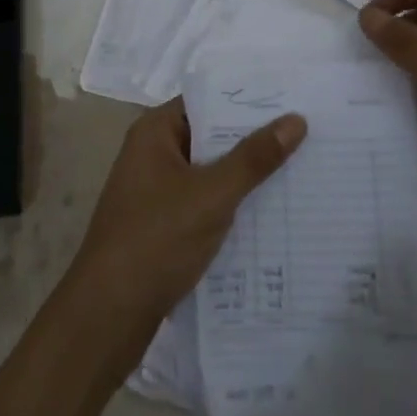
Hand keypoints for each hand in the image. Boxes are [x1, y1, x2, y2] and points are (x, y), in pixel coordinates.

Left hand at [65, 102, 305, 347]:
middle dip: (254, 139)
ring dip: (247, 175)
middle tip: (309, 132)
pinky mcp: (163, 226)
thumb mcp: (211, 195)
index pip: (208, 100)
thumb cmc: (155, 240)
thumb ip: (254, 158)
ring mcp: (156, 192)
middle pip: (212, 136)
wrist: (107, 317)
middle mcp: (153, 154)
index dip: (249, 98)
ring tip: (302, 168)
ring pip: (211, 172)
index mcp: (155, 132)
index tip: (293, 98)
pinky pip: (205, 203)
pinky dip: (233, 205)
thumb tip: (296, 119)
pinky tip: (272, 213)